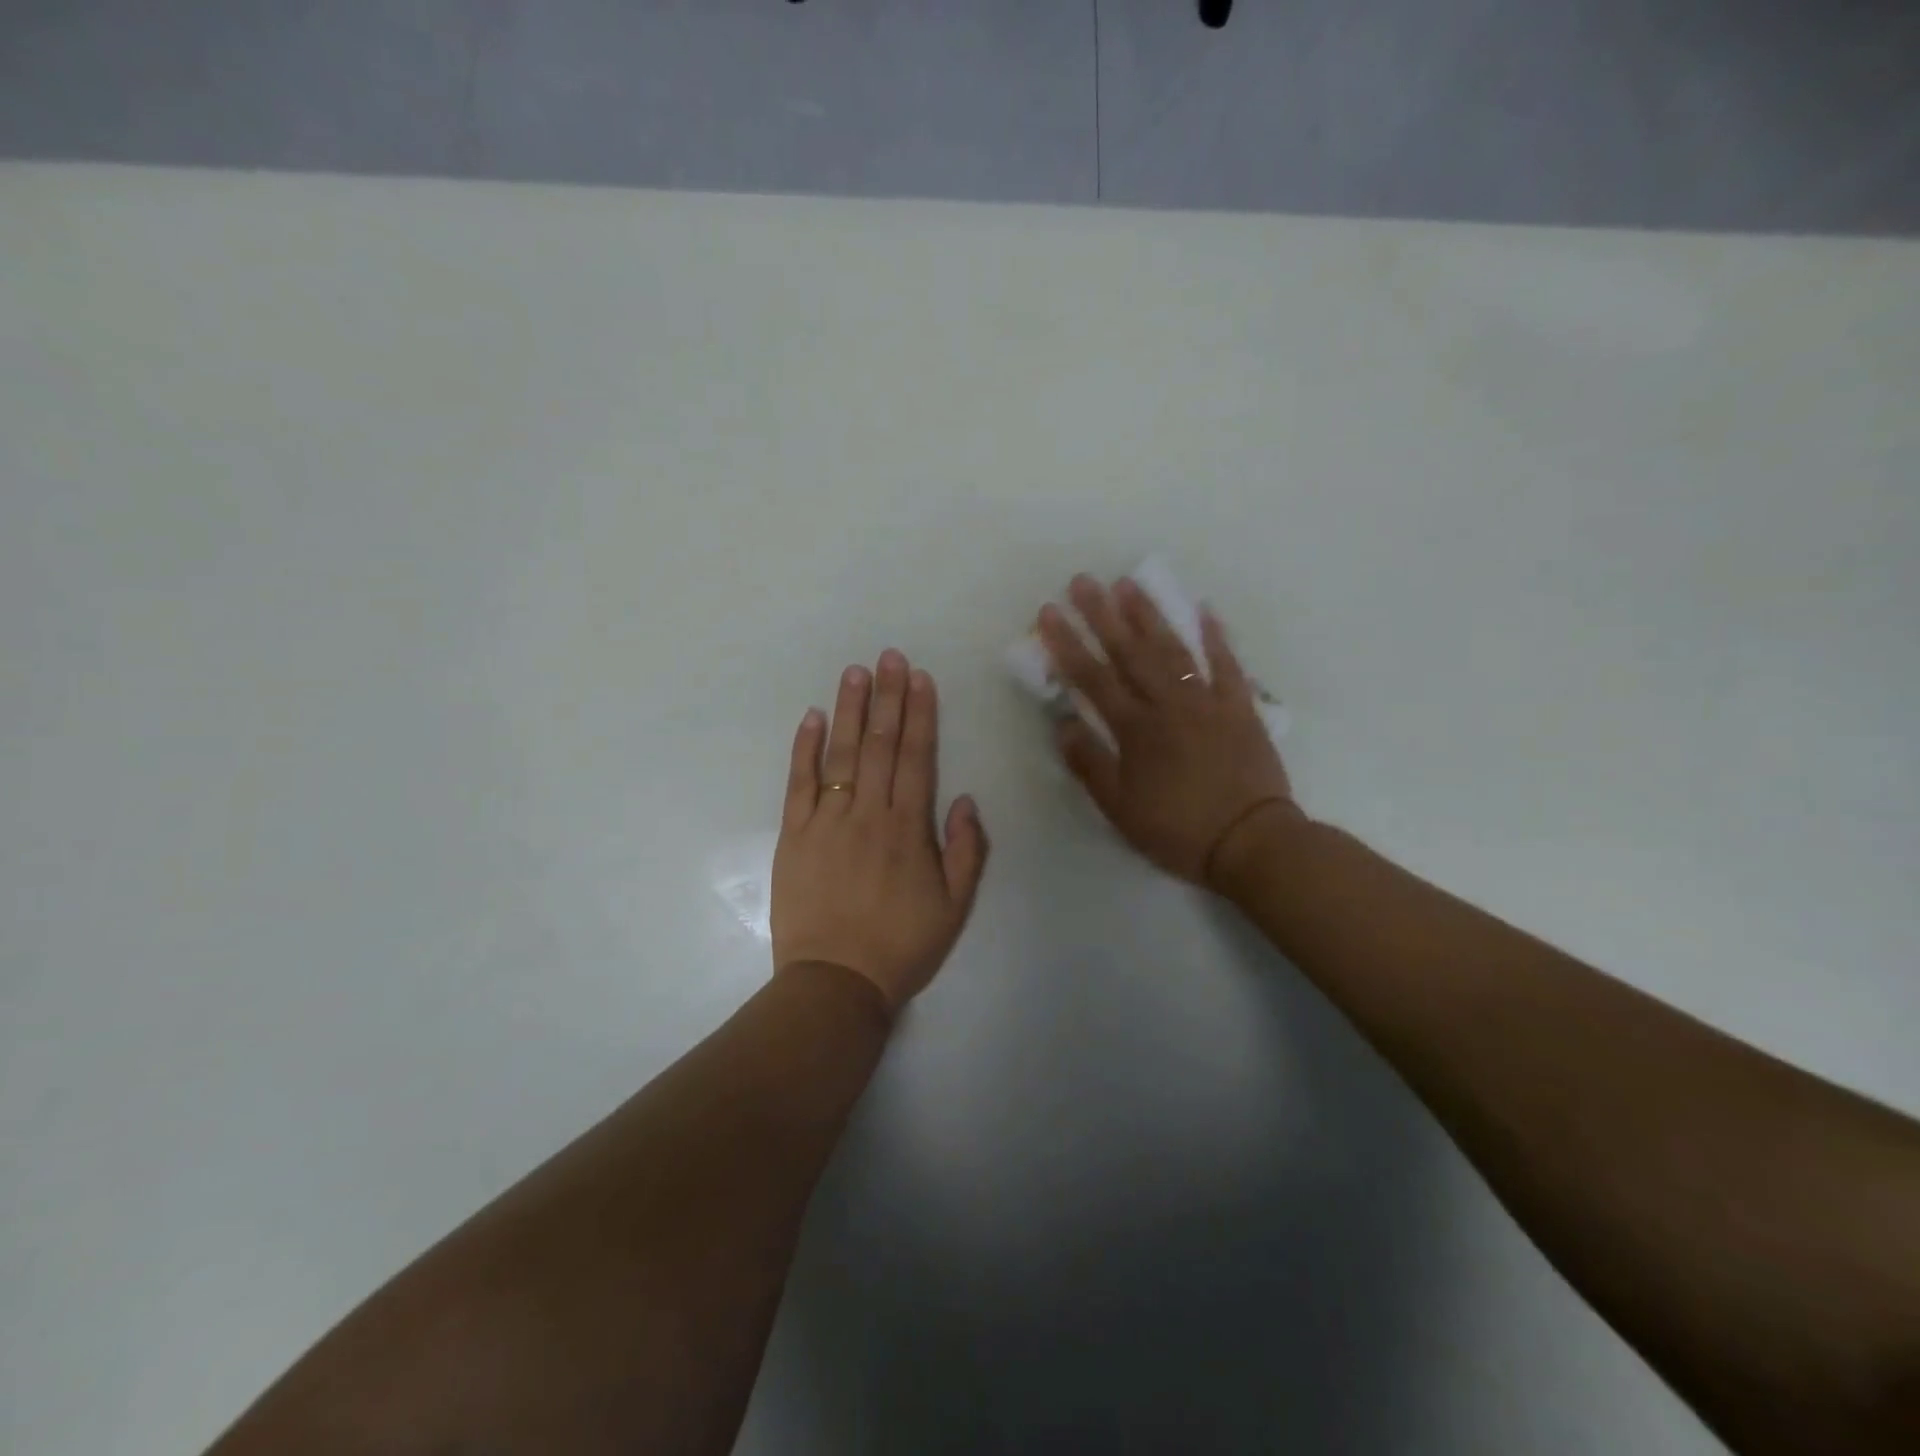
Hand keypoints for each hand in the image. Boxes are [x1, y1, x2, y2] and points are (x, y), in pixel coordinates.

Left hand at [771, 651, 989, 1012]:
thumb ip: (965, 850)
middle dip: (887, 697)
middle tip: (889, 656)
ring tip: (855, 672)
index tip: (919, 678)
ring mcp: (826, 821)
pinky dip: (803, 748)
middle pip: (879, 744)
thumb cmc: (901, 946)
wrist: (836, 981)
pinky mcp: (793, 835)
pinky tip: (810, 717)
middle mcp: (868, 813)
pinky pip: (798, 783)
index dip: (919, 714)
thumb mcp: (955, 906)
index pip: (916, 756)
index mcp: (908, 827)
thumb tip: (964, 798)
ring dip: (849, 710)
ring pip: (840, 754)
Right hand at [1038, 574, 1302, 888]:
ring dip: (1149, 615)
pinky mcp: (1240, 707)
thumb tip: (1062, 724)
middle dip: (1103, 615)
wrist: (1251, 842)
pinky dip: (1215, 636)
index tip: (1048, 613)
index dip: (1067, 644)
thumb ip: (1089, 764)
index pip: (1092, 678)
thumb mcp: (1120, 809)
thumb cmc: (1178, 830)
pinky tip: (1203, 609)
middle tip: (1083, 581)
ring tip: (1129, 584)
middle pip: (1130, 652)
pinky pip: (1227, 665)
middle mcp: (1168, 705)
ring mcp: (1207, 701)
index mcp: (1135, 729)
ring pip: (1173, 649)